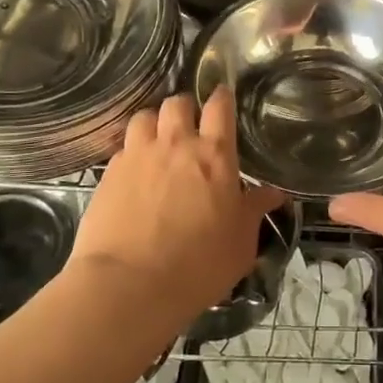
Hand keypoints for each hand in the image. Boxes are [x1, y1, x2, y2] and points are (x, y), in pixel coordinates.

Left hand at [72, 86, 285, 325]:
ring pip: (144, 116)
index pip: (219, 107)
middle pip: (178, 103)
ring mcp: (138, 155)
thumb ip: (254, 211)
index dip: (222, 97)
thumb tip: (273, 193)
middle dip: (185, 107)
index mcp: (214, 155)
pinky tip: (134, 171)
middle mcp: (175, 144)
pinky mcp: (109, 173)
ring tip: (157, 140)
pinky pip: (123, 147)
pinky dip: (131, 151)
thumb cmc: (198, 265)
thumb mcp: (240, 243)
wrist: (129, 284)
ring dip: (154, 123)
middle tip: (189, 125)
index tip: (223, 98)